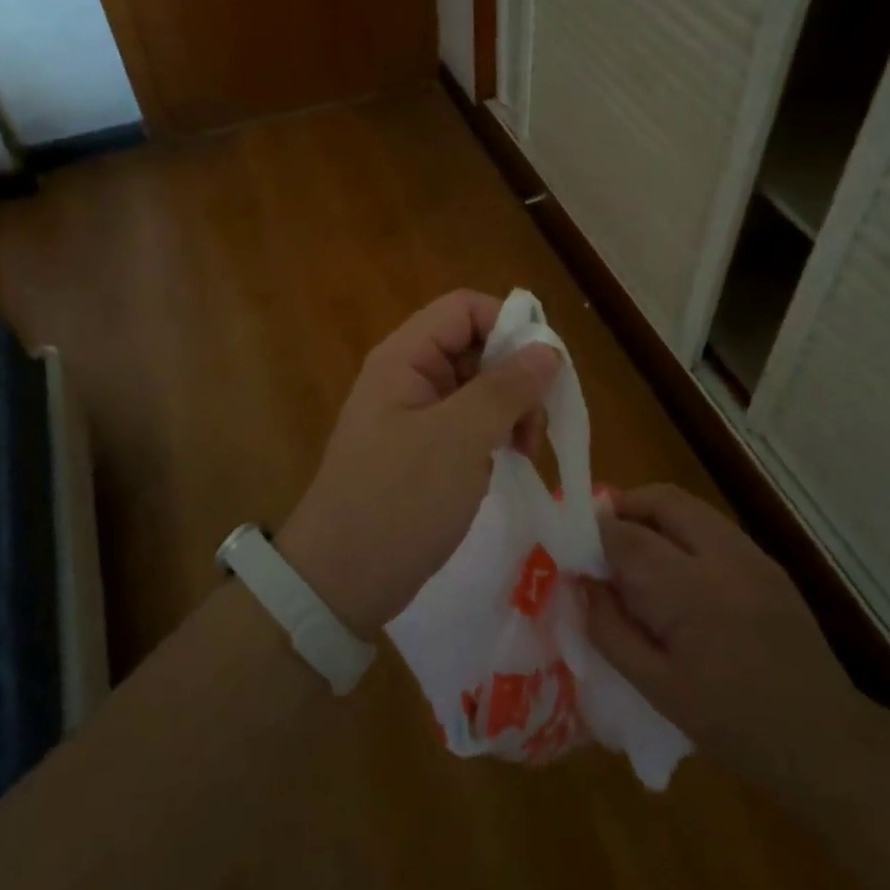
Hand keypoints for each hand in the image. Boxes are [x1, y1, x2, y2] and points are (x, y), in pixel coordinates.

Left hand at [277, 290, 559, 638]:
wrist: (340, 581)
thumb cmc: (399, 500)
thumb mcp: (460, 439)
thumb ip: (507, 388)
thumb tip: (549, 350)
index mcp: (405, 357)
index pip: (464, 308)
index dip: (508, 324)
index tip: (544, 369)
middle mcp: (408, 375)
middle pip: (475, 346)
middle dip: (515, 376)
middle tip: (536, 424)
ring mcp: (413, 414)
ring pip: (477, 386)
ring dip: (510, 409)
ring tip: (525, 451)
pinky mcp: (421, 449)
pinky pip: (467, 422)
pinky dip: (493, 434)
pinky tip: (505, 463)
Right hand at [582, 485, 863, 788]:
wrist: (825, 740)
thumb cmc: (732, 725)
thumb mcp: (657, 689)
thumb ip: (610, 629)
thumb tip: (582, 583)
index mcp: (691, 591)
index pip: (628, 537)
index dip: (593, 533)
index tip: (572, 545)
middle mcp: (723, 556)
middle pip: (662, 500)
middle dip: (623, 507)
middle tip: (599, 539)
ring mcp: (751, 554)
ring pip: (688, 506)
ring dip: (652, 515)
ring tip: (632, 550)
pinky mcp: (767, 562)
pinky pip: (711, 526)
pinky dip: (681, 530)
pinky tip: (674, 569)